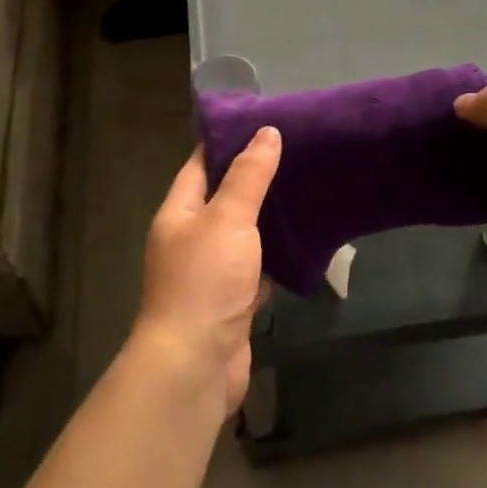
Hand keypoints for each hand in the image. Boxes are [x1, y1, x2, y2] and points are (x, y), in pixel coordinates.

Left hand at [131, 129, 279, 419]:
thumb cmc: (204, 280)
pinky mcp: (232, 302)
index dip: (229, 141)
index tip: (265, 121)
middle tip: (298, 152)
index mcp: (179, 212)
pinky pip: (257, 269)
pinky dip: (277, 257)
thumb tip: (267, 132)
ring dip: (270, 218)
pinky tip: (305, 242)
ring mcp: (211, 273)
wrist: (194, 366)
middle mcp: (191, 239)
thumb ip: (249, 176)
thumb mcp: (228, 218)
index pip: (202, 164)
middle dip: (256, 178)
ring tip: (307, 188)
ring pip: (244, 235)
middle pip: (225, 198)